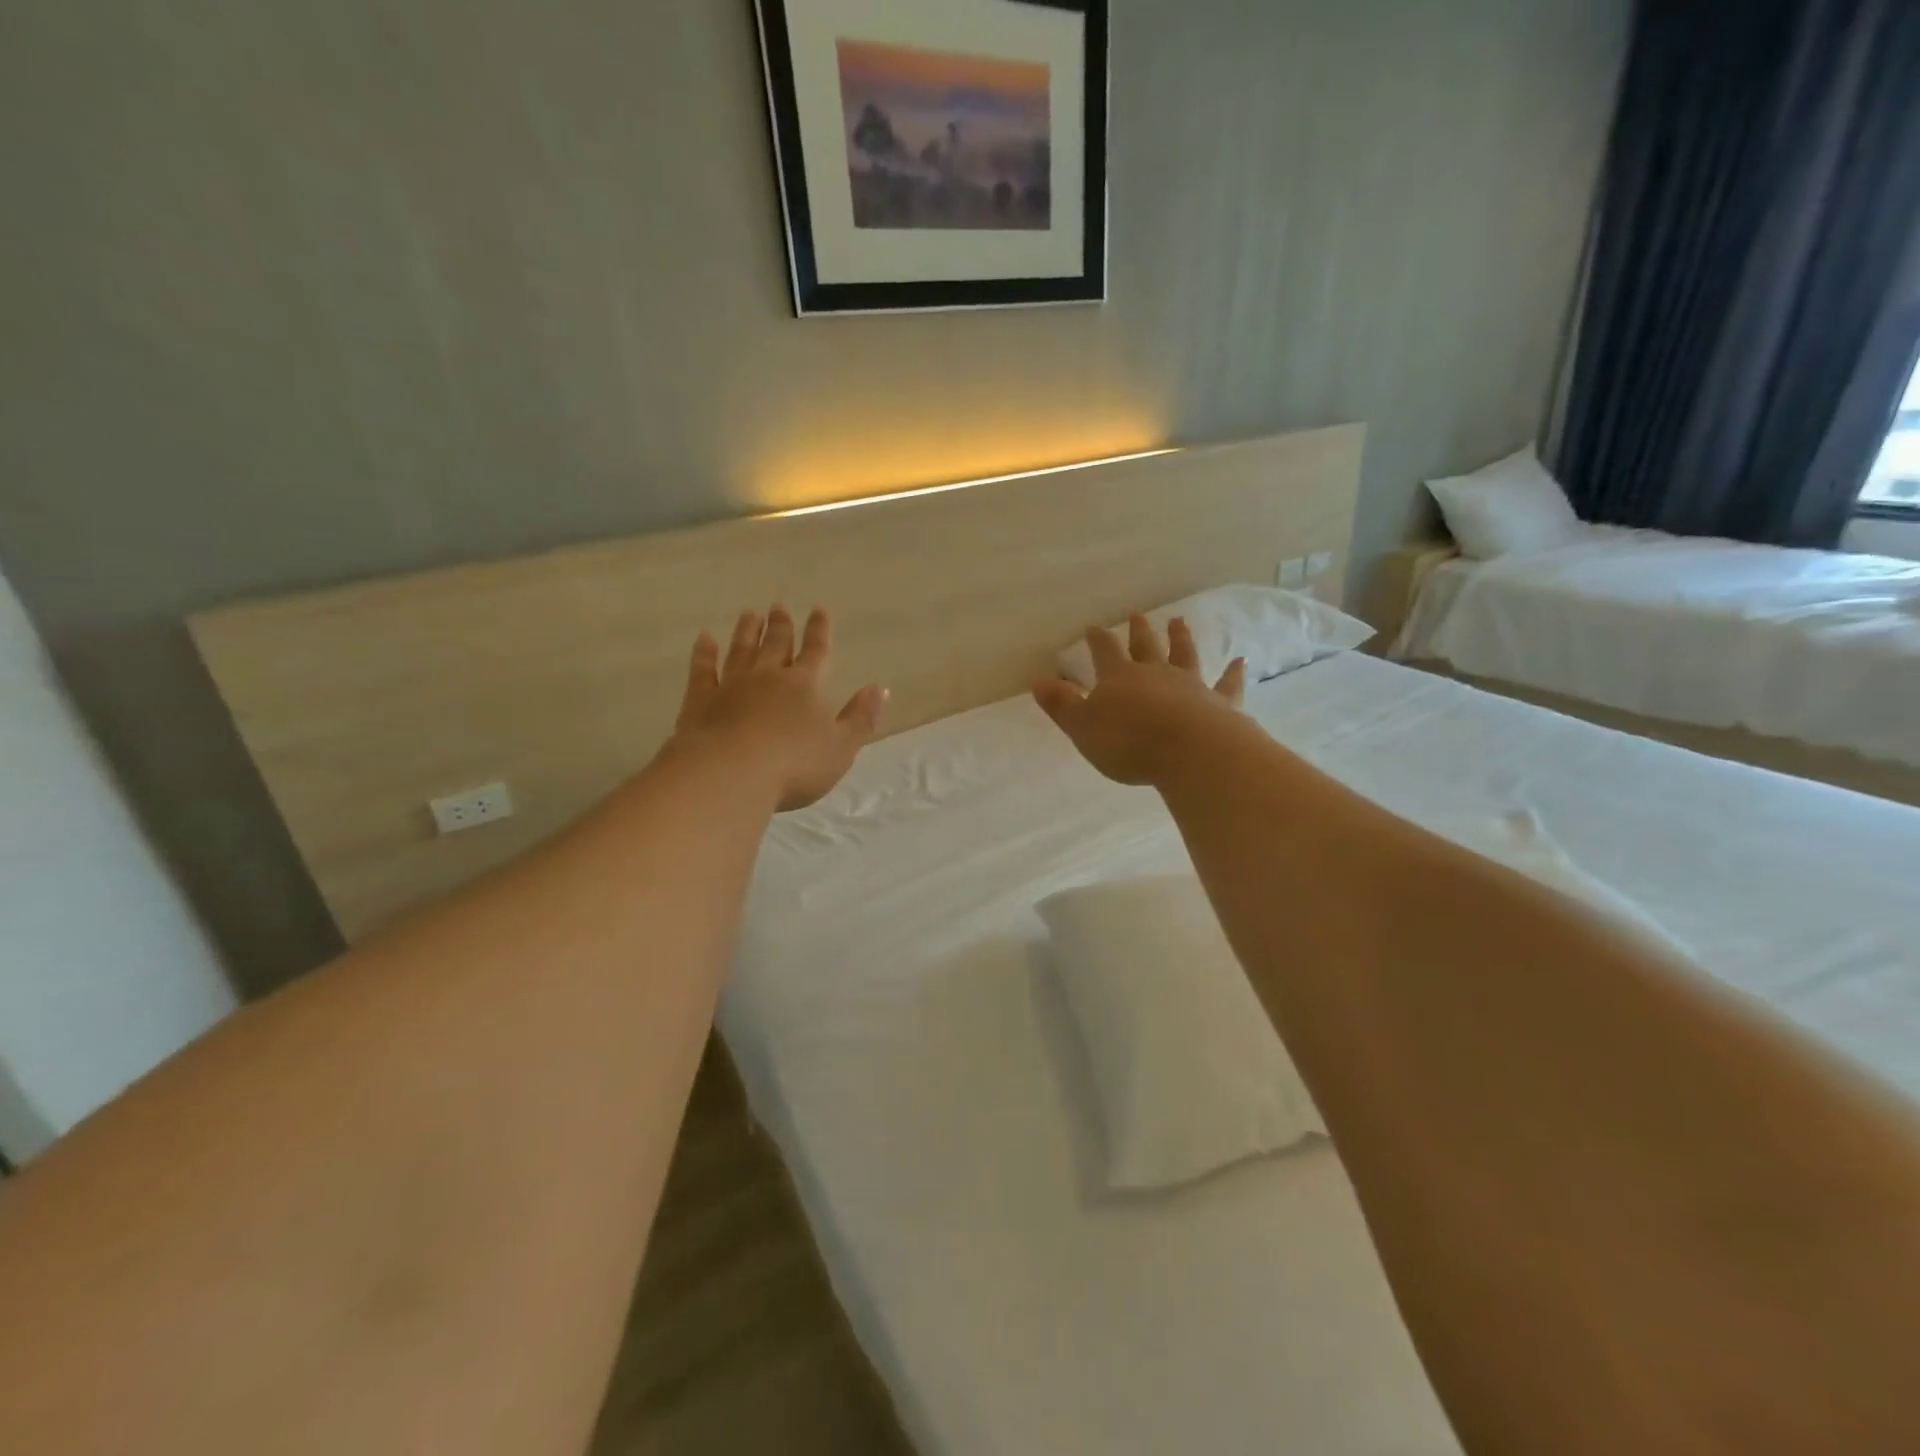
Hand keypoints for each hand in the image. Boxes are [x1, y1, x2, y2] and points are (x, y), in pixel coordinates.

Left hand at [669, 605, 886, 811]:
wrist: (730, 774)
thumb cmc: (795, 765)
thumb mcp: (842, 747)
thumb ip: (861, 717)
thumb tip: (879, 688)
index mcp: (805, 685)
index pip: (816, 651)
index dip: (819, 630)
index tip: (818, 608)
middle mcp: (768, 677)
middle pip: (776, 644)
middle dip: (781, 625)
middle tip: (778, 606)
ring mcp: (731, 686)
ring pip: (741, 650)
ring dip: (747, 632)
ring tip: (750, 614)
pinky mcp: (701, 701)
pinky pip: (703, 670)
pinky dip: (703, 653)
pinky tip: (703, 639)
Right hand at [1032, 615, 1246, 785]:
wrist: (1190, 752)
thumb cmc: (1128, 742)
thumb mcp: (1082, 727)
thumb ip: (1062, 704)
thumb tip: (1038, 680)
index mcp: (1119, 678)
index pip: (1105, 652)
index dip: (1098, 640)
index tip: (1093, 627)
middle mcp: (1155, 673)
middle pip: (1145, 647)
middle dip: (1138, 631)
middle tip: (1137, 614)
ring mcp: (1190, 685)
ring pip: (1184, 655)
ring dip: (1181, 638)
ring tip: (1179, 621)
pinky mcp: (1219, 702)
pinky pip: (1227, 684)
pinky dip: (1233, 673)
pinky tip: (1241, 661)